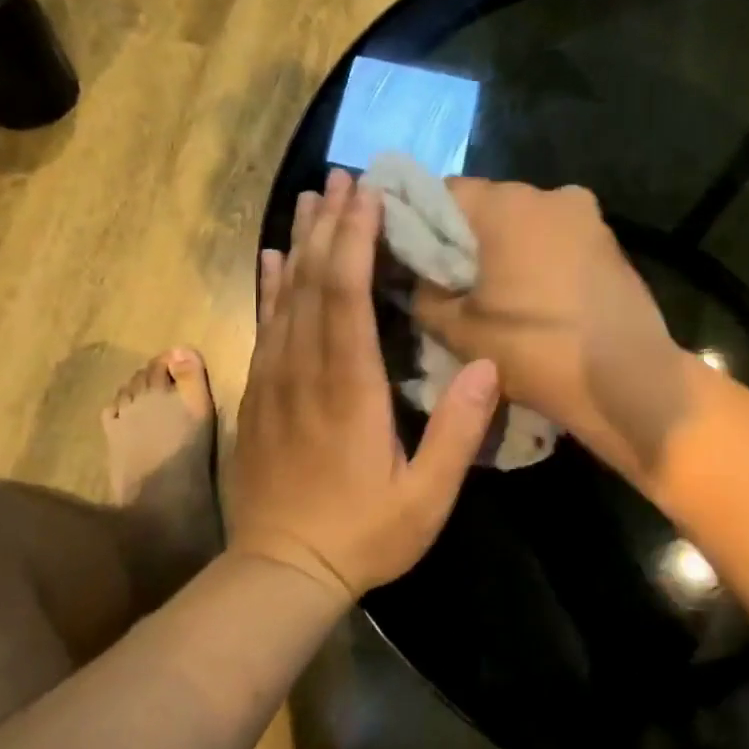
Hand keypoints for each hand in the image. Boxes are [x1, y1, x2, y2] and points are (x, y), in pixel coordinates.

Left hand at [228, 169, 499, 603]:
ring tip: (313, 198)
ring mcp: (276, 381)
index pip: (348, 297)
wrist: (281, 570)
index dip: (358, 241)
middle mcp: (306, 371)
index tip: (370, 196)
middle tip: (344, 177)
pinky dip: (271, 286)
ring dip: (301, 243)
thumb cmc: (362, 534)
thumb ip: (457, 432)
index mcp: (349, 390)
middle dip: (331, 225)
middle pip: (314, 282)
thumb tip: (487, 366)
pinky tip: (275, 258)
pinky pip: (265, 325)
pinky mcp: (261, 394)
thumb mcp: (426, 498)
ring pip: (285, 296)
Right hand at [410, 180, 689, 481]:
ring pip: (527, 224)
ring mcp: (589, 218)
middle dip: (466, 239)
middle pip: (488, 207)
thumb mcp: (458, 331)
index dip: (420, 223)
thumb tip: (423, 281)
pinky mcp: (611, 245)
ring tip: (496, 296)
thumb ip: (426, 296)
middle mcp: (551, 195)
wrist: (629, 381)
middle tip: (452, 283)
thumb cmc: (536, 350)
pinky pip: (558, 241)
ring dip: (506, 250)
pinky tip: (536, 300)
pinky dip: (539, 260)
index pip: (443, 193)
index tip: (414, 259)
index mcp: (508, 204)